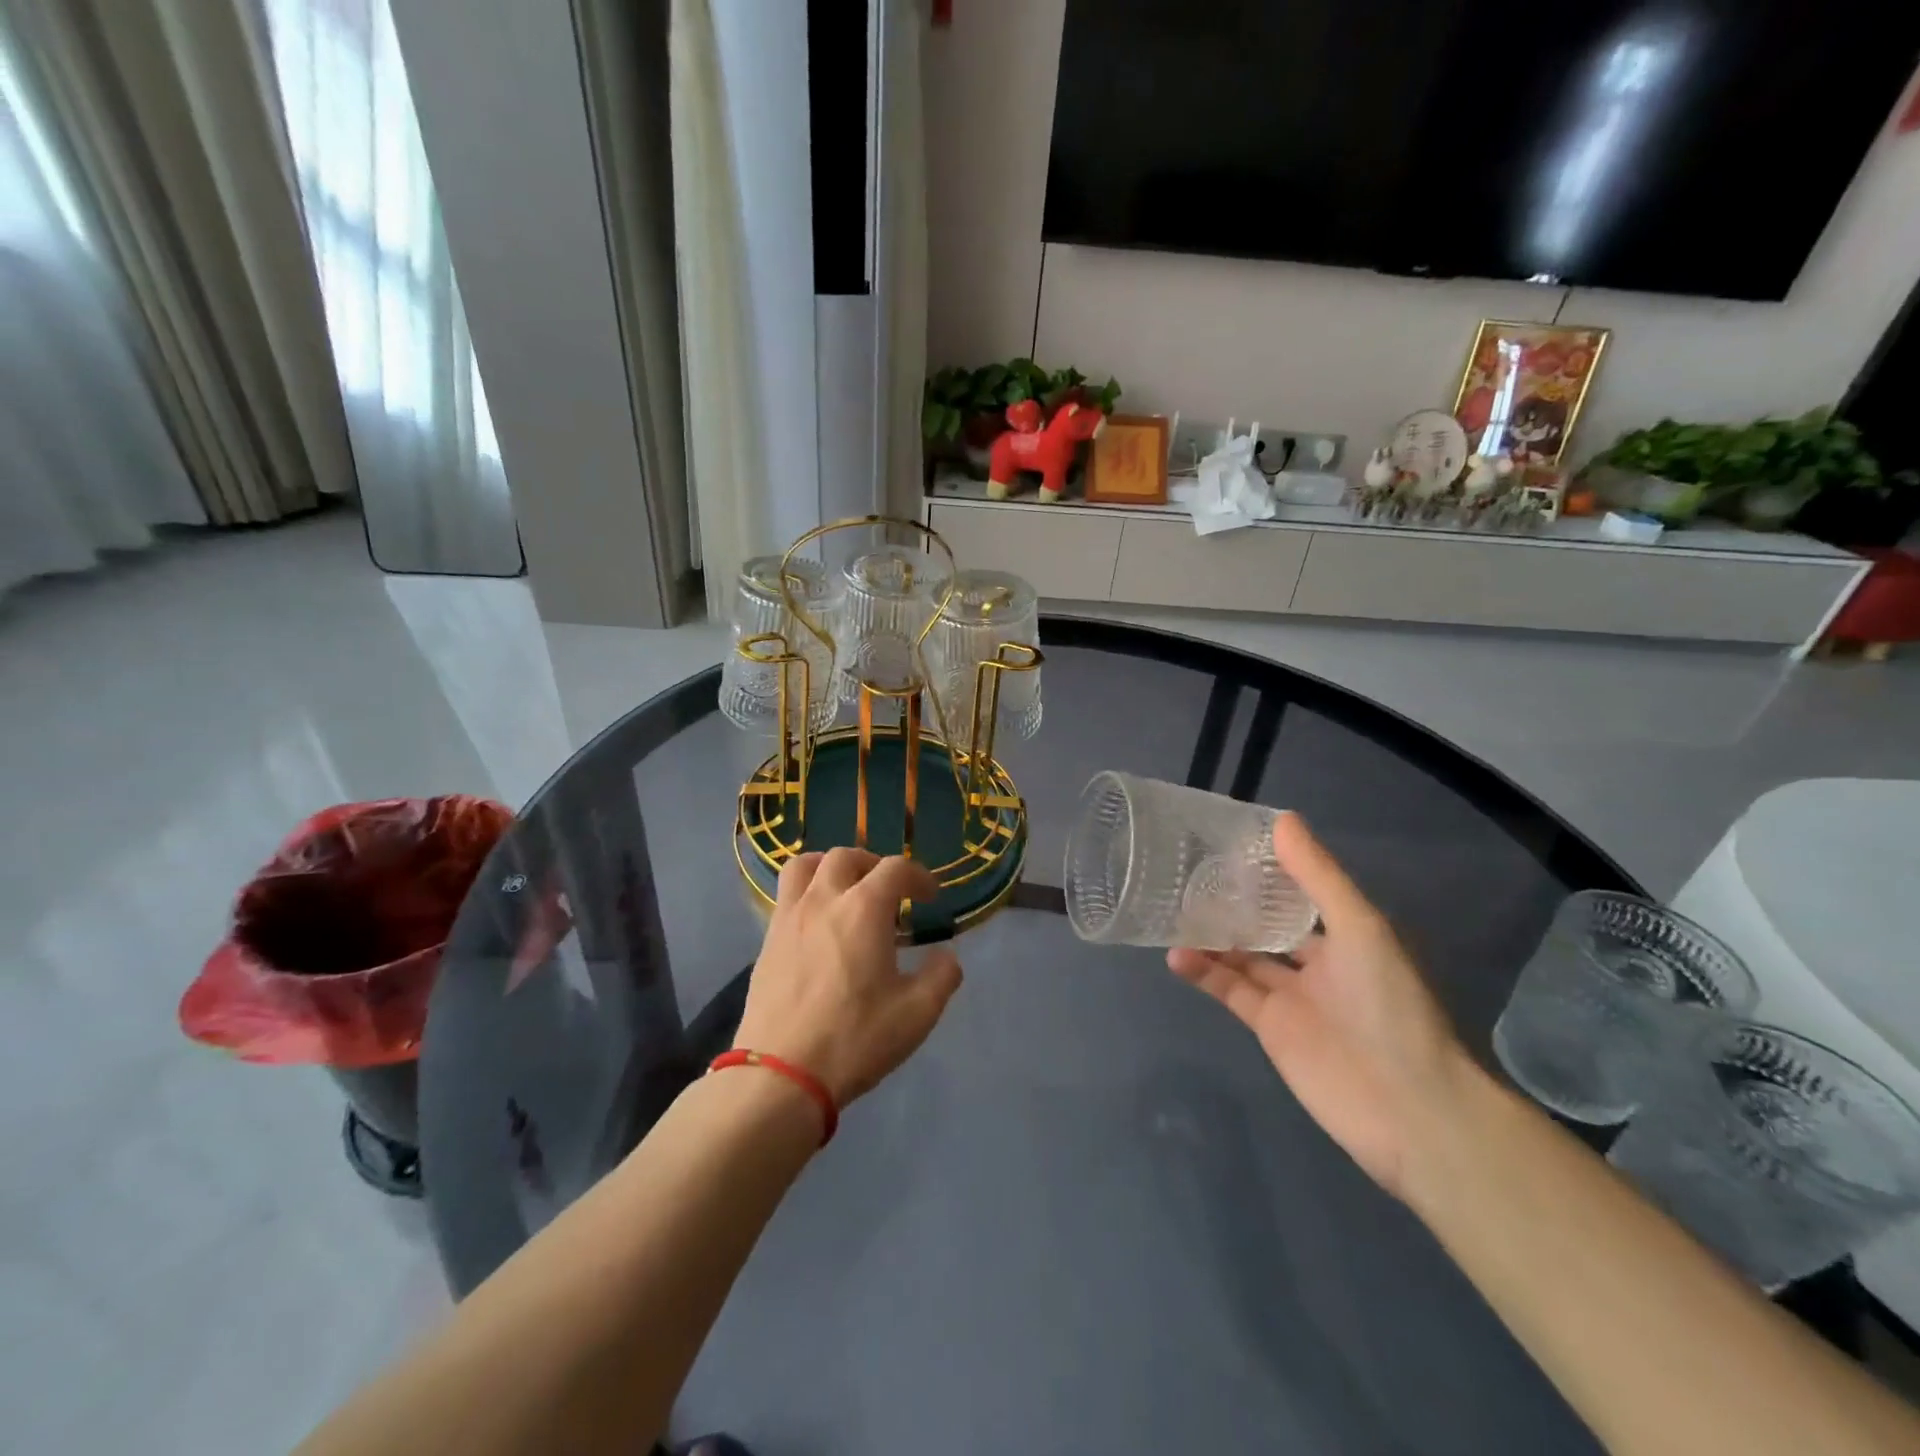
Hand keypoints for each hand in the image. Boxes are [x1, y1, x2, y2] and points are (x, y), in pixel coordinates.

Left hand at [733, 848, 963, 1107]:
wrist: (780, 1075)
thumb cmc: (855, 1039)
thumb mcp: (916, 1014)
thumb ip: (941, 977)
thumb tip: (947, 957)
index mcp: (864, 909)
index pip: (895, 868)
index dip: (918, 876)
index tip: (930, 897)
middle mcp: (823, 900)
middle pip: (846, 856)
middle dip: (873, 864)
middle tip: (888, 890)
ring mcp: (789, 918)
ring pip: (805, 866)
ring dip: (830, 866)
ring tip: (845, 889)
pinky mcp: (767, 941)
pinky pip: (786, 896)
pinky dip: (807, 893)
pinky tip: (819, 926)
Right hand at [1167, 813, 1474, 1198]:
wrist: (1407, 1107)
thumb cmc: (1389, 1005)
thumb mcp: (1359, 927)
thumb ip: (1318, 876)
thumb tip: (1283, 819)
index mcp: (1346, 933)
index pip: (1300, 891)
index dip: (1268, 868)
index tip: (1227, 842)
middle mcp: (1319, 961)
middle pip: (1267, 923)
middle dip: (1233, 901)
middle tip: (1186, 873)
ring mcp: (1292, 997)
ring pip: (1242, 956)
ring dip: (1210, 936)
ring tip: (1170, 909)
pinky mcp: (1270, 1028)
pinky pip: (1230, 991)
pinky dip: (1204, 973)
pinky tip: (1175, 954)